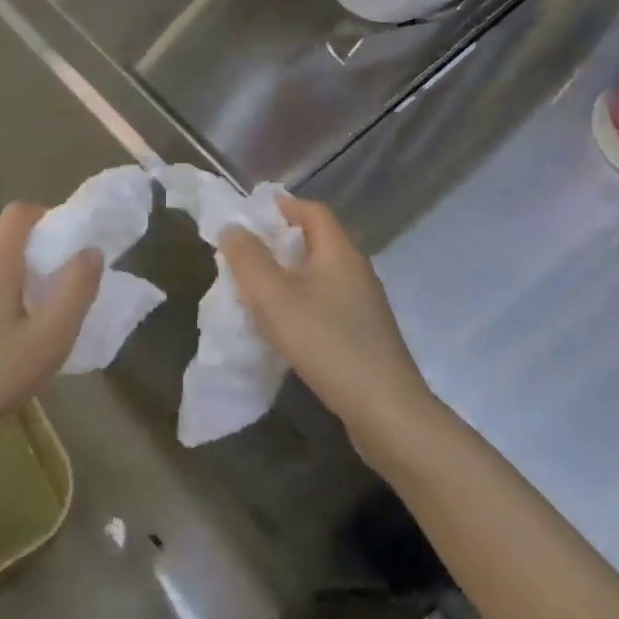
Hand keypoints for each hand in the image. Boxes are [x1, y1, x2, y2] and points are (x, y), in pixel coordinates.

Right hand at [218, 196, 434, 456]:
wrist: (386, 411)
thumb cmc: (327, 343)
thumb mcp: (276, 298)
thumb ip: (249, 259)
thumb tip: (232, 227)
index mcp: (340, 253)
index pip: (313, 211)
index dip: (281, 207)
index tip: (249, 217)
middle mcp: (356, 271)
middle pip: (315, 242)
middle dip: (277, 244)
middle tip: (243, 257)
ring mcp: (363, 304)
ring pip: (319, 275)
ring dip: (287, 276)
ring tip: (256, 292)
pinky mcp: (364, 334)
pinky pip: (326, 303)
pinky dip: (300, 303)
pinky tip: (284, 327)